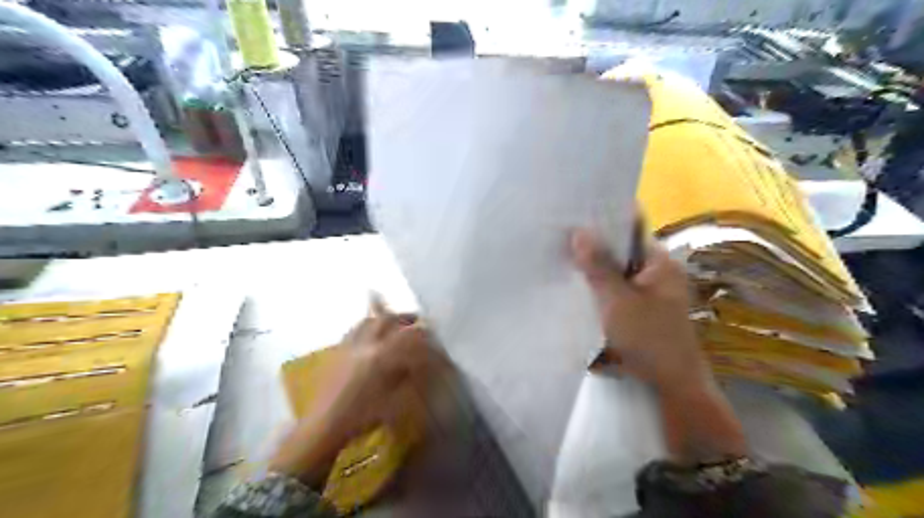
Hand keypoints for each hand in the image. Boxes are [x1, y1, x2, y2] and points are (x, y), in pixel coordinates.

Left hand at [270, 298, 436, 486]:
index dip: (426, 340)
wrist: (324, 427)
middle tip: (420, 323)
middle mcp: (365, 345)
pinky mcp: (338, 351)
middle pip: (389, 321)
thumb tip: (424, 364)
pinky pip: (355, 328)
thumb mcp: (395, 402)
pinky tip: (372, 329)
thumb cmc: (362, 418)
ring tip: (397, 322)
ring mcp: (349, 345)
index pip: (410, 338)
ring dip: (387, 318)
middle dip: (407, 319)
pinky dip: (368, 324)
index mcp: (381, 357)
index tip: (437, 344)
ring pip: (370, 320)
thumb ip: (412, 378)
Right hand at [571, 228, 712, 394]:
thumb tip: (579, 231)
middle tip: (561, 236)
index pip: (631, 227)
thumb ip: (599, 267)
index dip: (604, 217)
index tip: (575, 211)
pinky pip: (617, 287)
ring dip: (595, 266)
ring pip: (617, 269)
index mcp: (659, 261)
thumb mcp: (618, 301)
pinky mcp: (642, 307)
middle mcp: (657, 270)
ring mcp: (651, 290)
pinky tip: (578, 286)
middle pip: (622, 248)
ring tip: (563, 256)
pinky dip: (600, 285)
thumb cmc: (648, 339)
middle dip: (594, 244)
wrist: (673, 386)